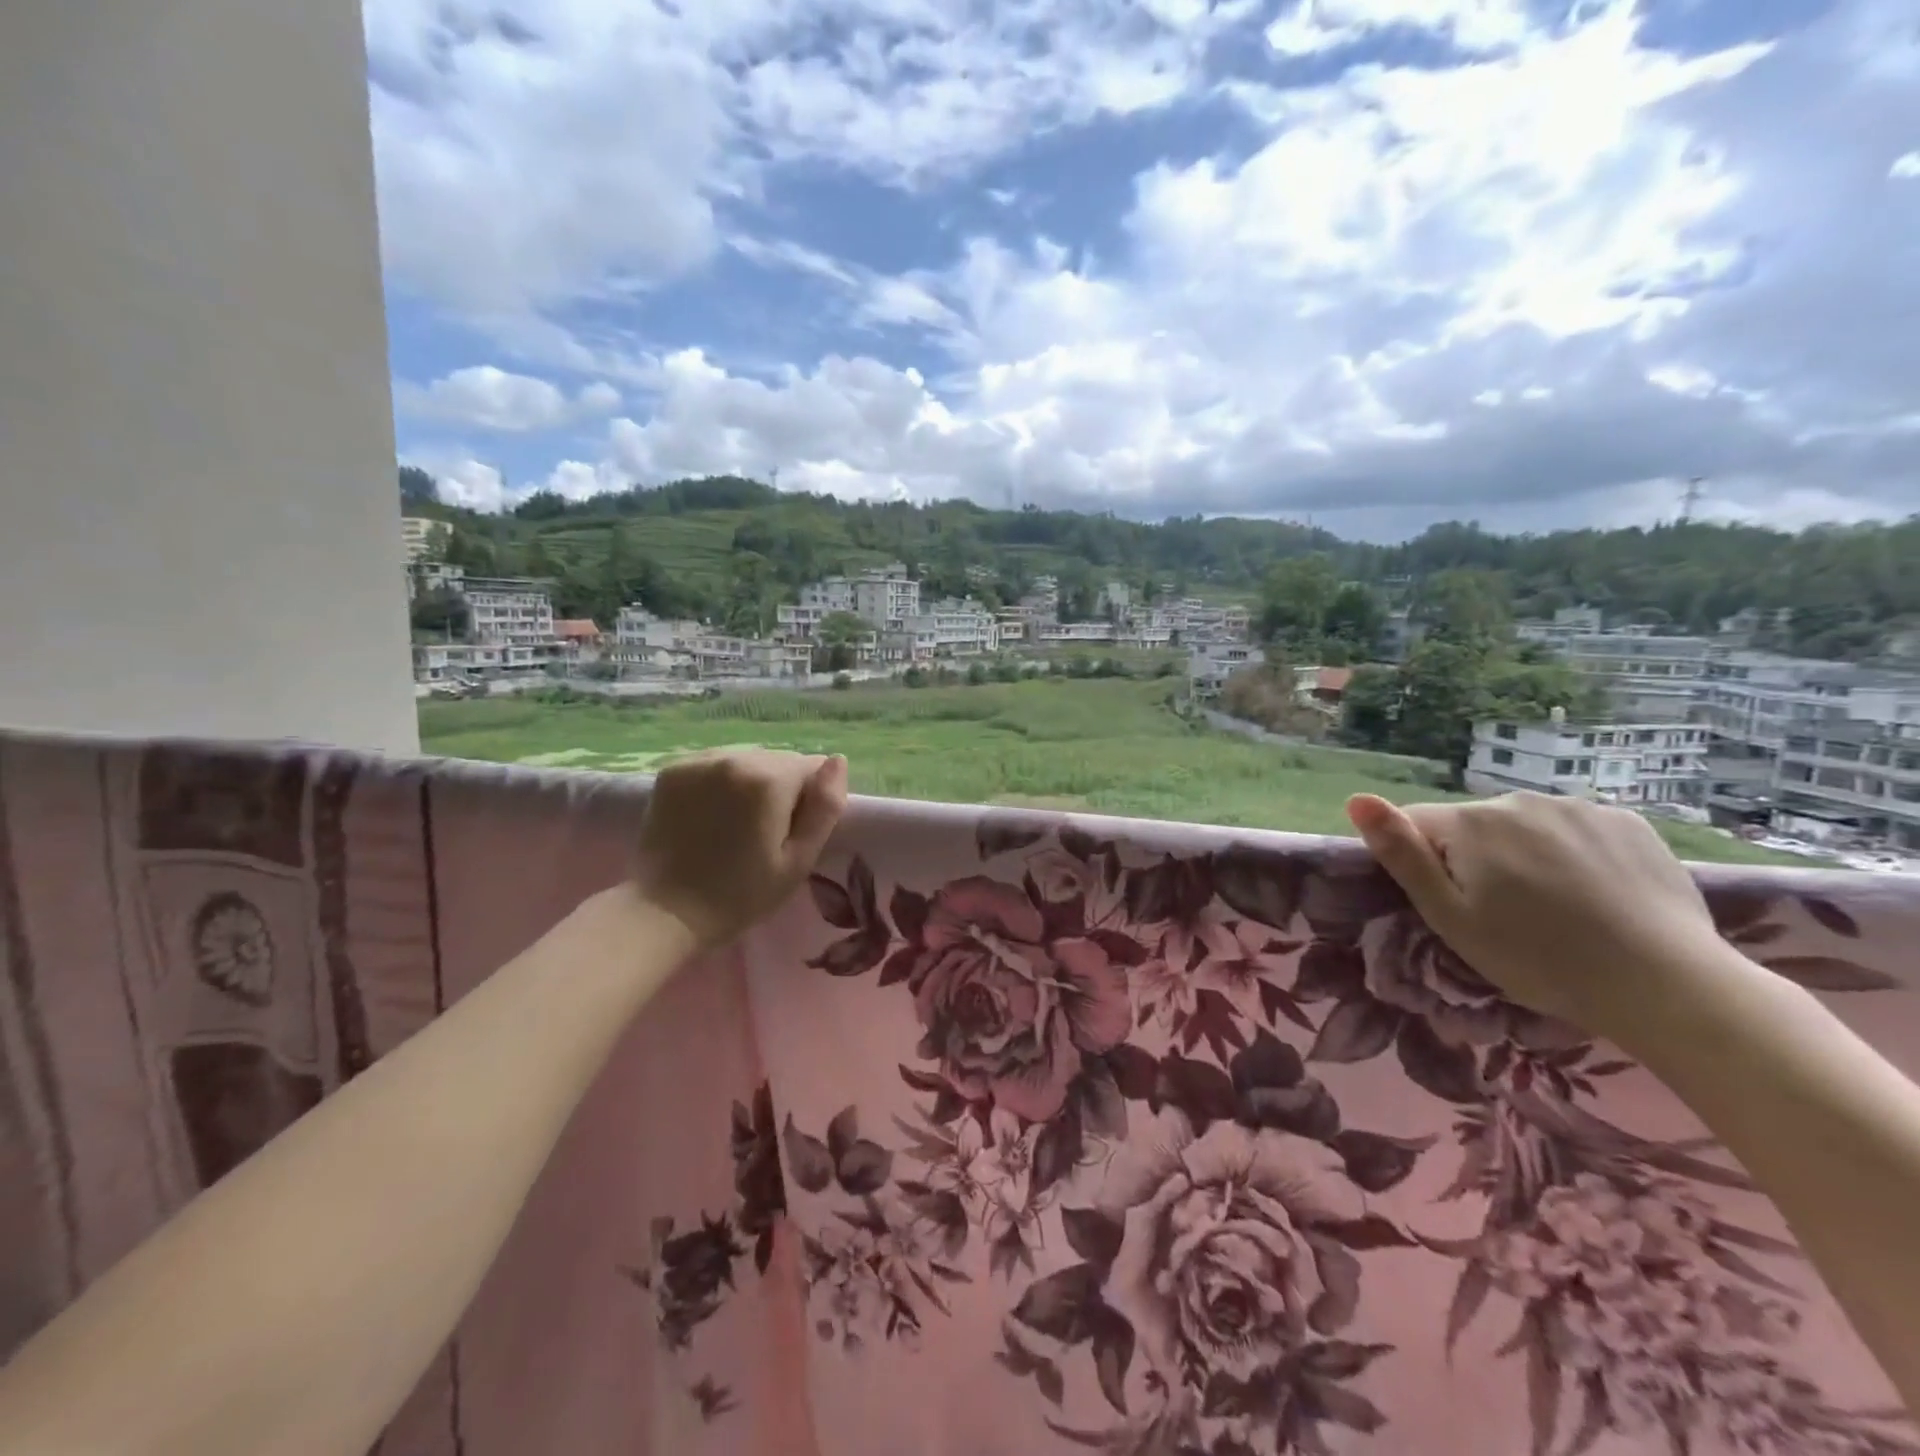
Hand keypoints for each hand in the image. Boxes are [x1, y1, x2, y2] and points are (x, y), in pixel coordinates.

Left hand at [633, 750, 848, 951]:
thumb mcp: (798, 860)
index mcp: (769, 779)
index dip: (809, 800)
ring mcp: (699, 761)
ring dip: (750, 782)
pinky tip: (710, 814)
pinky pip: (715, 764)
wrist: (665, 913)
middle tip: (763, 833)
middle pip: (778, 760)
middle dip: (780, 789)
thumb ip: (825, 808)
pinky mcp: (672, 770)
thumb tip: (837, 762)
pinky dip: (720, 782)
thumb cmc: (741, 894)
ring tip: (734, 824)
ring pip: (747, 759)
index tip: (791, 832)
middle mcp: (734, 757)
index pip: (811, 766)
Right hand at [1345, 790, 1728, 1047]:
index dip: (1424, 864)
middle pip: (1472, 826)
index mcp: (1470, 822)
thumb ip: (1402, 854)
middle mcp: (1518, 800)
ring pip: (1523, 826)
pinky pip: (1574, 829)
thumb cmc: (1538, 959)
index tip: (1454, 904)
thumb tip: (1356, 799)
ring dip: (1523, 854)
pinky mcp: (1628, 822)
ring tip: (1555, 907)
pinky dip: (1572, 852)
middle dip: (1475, 859)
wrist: (1667, 985)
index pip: (1417, 825)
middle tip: (1505, 915)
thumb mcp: (1450, 917)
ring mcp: (1578, 807)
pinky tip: (1595, 892)